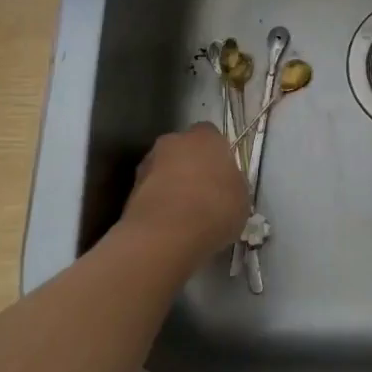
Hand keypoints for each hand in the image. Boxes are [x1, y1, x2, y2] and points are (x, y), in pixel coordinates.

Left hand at [121, 123, 249, 269]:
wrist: (165, 236)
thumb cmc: (214, 208)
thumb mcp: (242, 196)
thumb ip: (232, 182)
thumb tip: (225, 184)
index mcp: (204, 137)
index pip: (212, 136)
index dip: (218, 155)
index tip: (223, 175)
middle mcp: (172, 142)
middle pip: (183, 150)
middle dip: (191, 167)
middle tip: (204, 193)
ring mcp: (147, 165)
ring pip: (164, 171)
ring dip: (172, 186)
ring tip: (185, 215)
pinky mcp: (130, 192)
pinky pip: (152, 193)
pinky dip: (159, 205)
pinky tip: (170, 226)